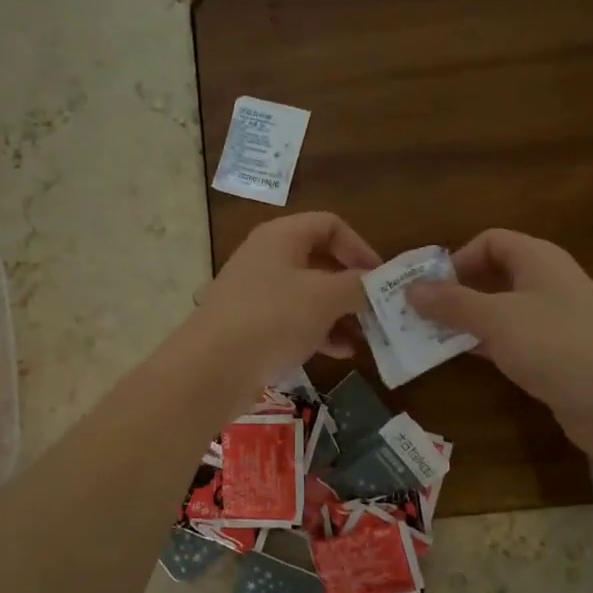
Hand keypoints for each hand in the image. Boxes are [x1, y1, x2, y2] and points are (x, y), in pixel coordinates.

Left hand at [191, 212, 380, 384]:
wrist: (213, 368)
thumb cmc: (273, 318)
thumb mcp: (325, 297)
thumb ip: (358, 286)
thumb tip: (378, 284)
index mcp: (281, 236)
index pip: (330, 225)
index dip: (360, 247)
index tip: (380, 278)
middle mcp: (267, 257)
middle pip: (320, 260)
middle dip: (352, 285)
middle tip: (377, 309)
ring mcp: (256, 293)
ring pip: (309, 294)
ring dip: (340, 313)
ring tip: (365, 336)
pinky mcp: (252, 326)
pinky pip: (294, 321)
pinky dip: (319, 332)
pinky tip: (341, 353)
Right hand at [407, 229, 592, 449]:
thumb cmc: (557, 346)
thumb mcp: (497, 319)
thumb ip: (452, 303)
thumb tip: (411, 288)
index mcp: (539, 260)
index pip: (490, 241)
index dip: (458, 258)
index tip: (429, 288)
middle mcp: (547, 283)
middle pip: (492, 275)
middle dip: (454, 292)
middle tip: (417, 315)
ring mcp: (552, 320)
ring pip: (498, 310)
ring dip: (464, 321)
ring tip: (426, 338)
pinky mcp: (553, 354)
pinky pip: (509, 340)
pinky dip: (483, 344)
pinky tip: (458, 358)